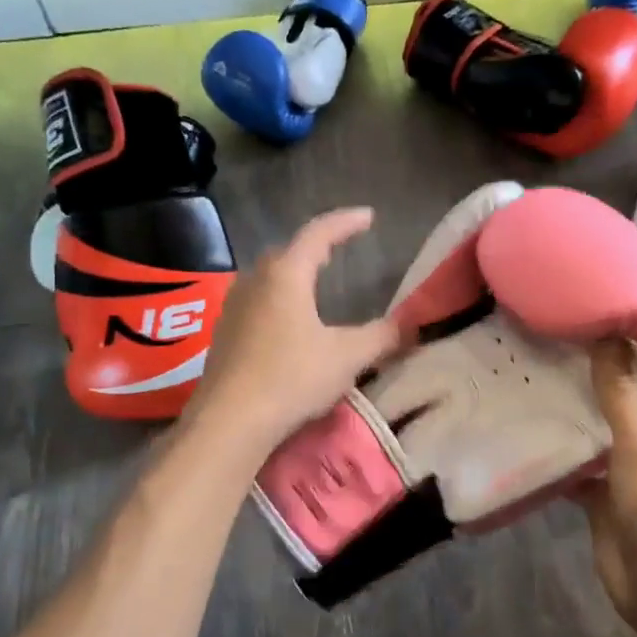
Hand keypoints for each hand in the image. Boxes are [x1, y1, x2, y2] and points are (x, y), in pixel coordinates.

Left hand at [186, 207, 403, 458]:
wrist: (230, 420)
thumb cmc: (292, 378)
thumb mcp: (347, 357)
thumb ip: (382, 337)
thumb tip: (412, 325)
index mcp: (286, 274)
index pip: (319, 233)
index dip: (346, 222)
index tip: (368, 216)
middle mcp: (255, 281)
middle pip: (288, 252)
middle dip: (315, 247)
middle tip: (337, 249)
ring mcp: (234, 307)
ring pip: (268, 278)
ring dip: (292, 274)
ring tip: (313, 284)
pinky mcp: (224, 334)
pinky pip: (256, 302)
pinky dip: (277, 300)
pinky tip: (286, 324)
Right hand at [576, 339, 636, 636]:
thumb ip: (622, 394)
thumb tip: (607, 338)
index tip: (634, 312)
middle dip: (618, 371)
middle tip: (580, 338)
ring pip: (613, 432)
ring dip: (589, 410)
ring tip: (554, 375)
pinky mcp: (610, 498)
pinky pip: (587, 467)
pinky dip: (567, 453)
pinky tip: (537, 432)